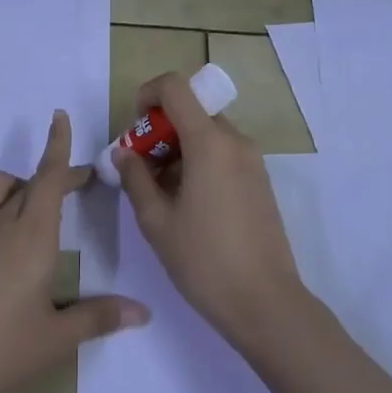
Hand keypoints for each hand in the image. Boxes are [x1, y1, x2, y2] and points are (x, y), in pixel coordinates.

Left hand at [0, 111, 149, 392]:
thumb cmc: (2, 352)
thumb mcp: (57, 339)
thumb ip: (99, 317)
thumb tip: (143, 312)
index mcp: (32, 236)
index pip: (49, 176)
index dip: (58, 145)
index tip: (60, 116)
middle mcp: (1, 223)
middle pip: (30, 181)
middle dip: (55, 175)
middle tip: (78, 185)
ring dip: (17, 186)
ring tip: (32, 207)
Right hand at [115, 71, 307, 345]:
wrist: (267, 305)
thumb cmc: (205, 261)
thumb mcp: (157, 222)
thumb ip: (135, 178)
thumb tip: (123, 152)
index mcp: (209, 141)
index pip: (176, 87)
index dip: (148, 94)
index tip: (134, 127)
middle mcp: (235, 140)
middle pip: (191, 110)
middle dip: (160, 129)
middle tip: (141, 168)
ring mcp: (252, 160)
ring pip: (207, 133)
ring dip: (179, 147)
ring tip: (162, 192)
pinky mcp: (260, 181)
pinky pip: (223, 153)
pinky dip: (200, 161)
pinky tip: (189, 203)